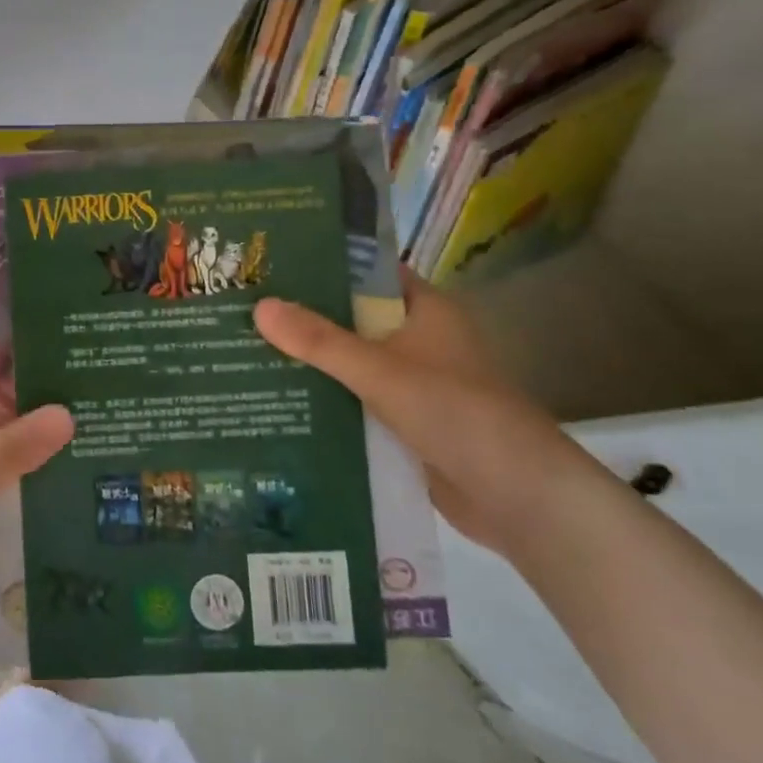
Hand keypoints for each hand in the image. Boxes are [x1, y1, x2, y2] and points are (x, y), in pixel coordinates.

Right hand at [254, 271, 587, 552]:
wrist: (520, 499)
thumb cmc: (456, 414)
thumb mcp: (381, 371)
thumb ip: (320, 341)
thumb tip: (259, 306)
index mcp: (425, 310)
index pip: (367, 272)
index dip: (323, 263)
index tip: (271, 262)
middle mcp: (418, 339)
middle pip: (352, 318)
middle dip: (303, 317)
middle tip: (242, 308)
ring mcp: (412, 382)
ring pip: (351, 361)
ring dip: (311, 361)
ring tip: (246, 350)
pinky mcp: (405, 422)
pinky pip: (356, 399)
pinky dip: (326, 398)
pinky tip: (278, 398)